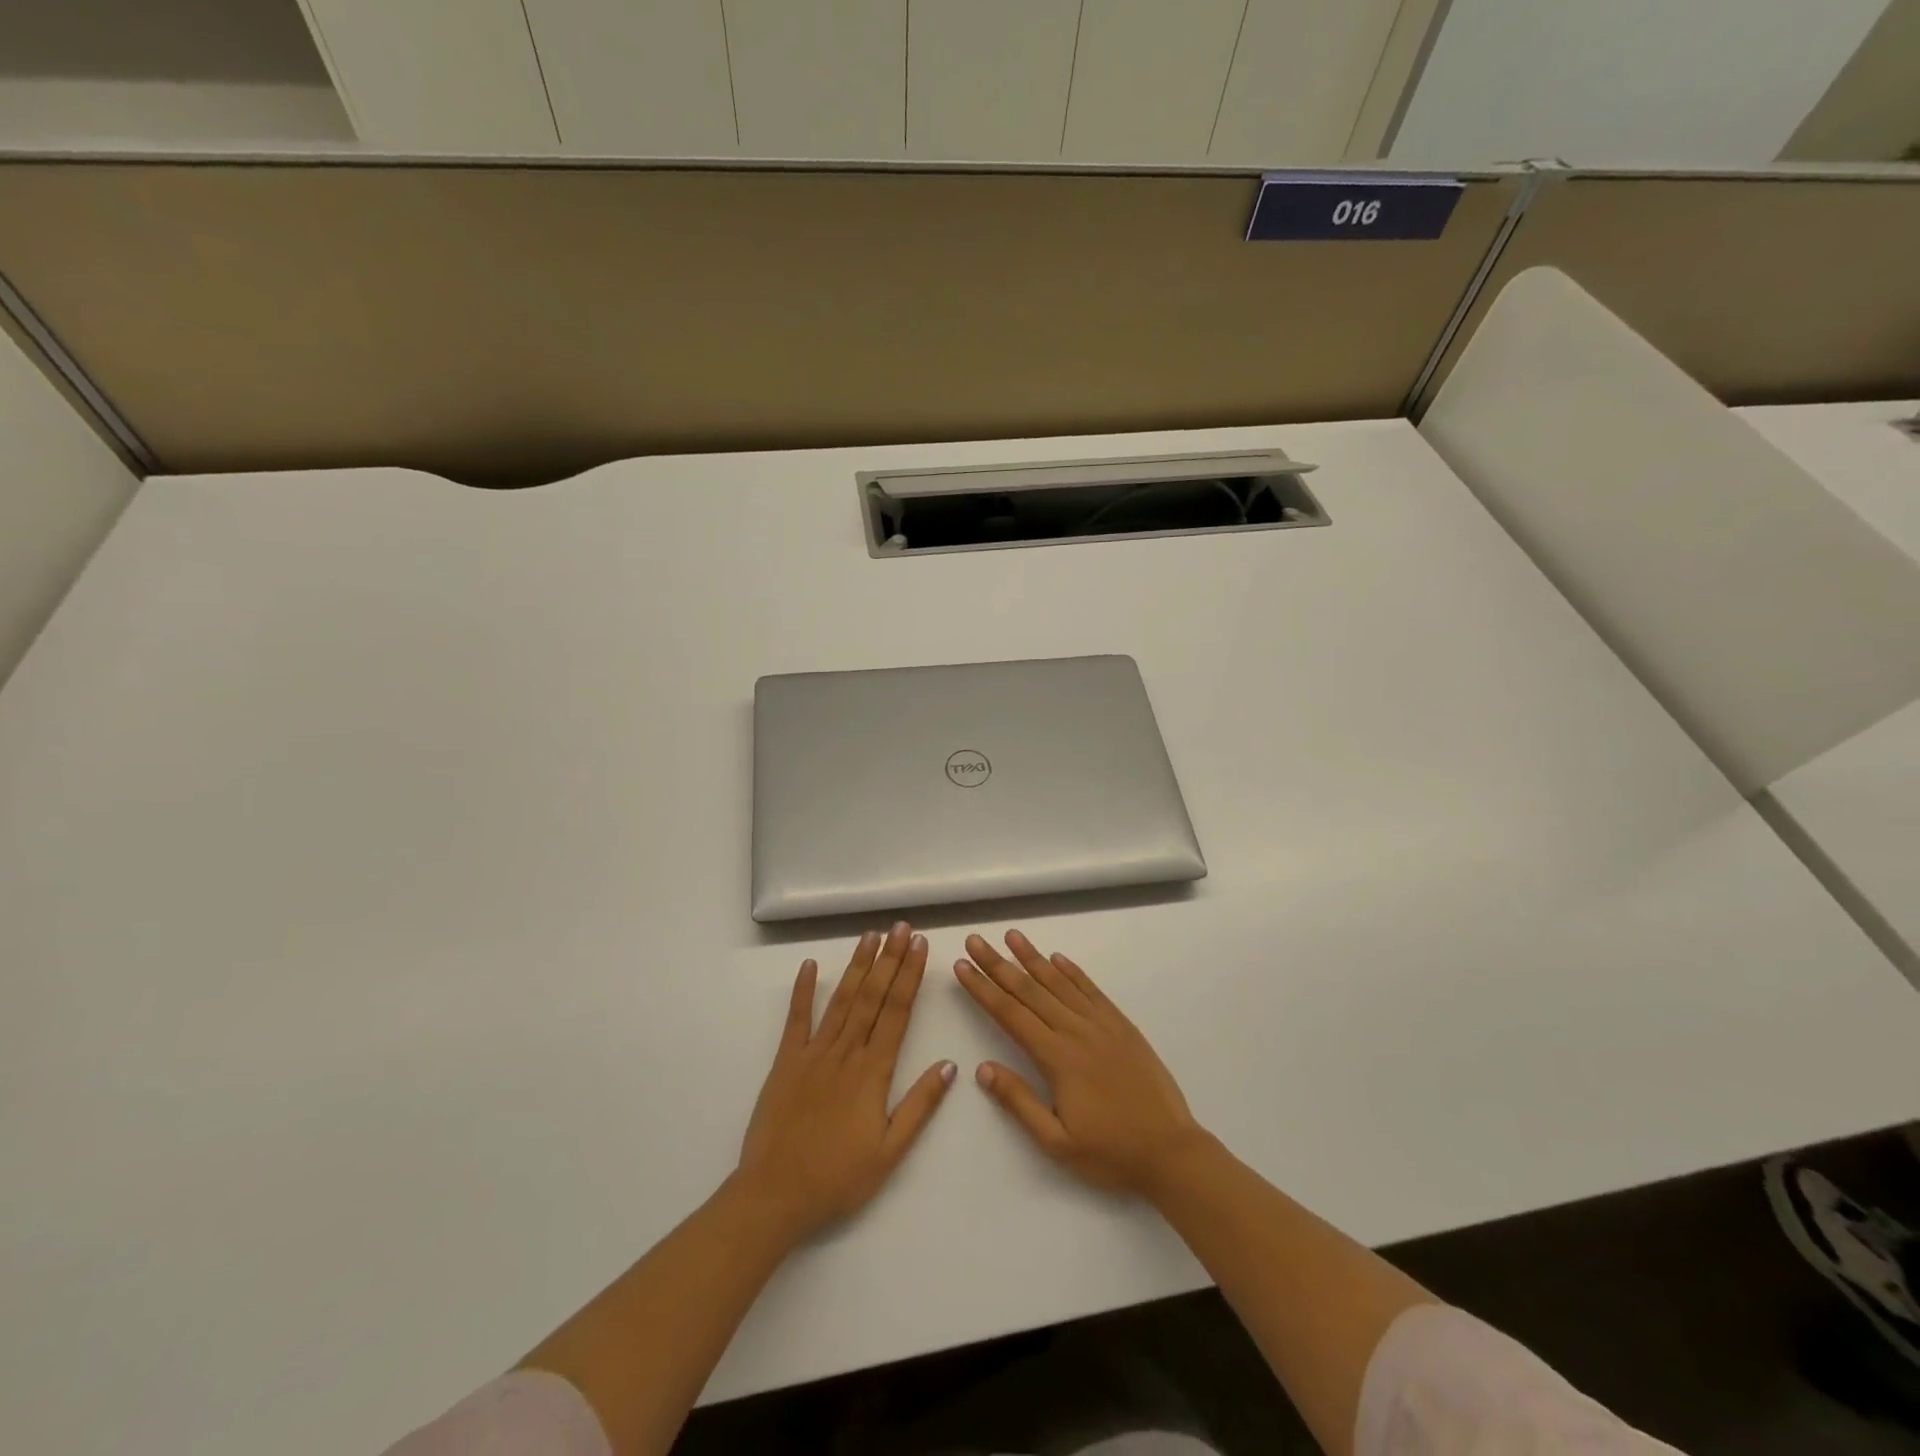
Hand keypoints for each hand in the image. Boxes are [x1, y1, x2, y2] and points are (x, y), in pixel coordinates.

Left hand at [737, 922, 955, 1242]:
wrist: (774, 1196)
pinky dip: (803, 990)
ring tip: (870, 936)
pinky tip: (809, 965)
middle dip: (889, 959)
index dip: (910, 976)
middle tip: (901, 927)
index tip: (920, 946)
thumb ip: (920, 1105)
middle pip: (872, 996)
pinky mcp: (786, 1062)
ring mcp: (813, 1053)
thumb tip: (949, 1064)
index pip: (897, 1012)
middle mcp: (846, 1052)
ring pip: (841, 1000)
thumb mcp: (890, 1152)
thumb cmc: (838, 1178)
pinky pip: (796, 1019)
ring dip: (857, 965)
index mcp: (873, 1071)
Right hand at [955, 930, 1203, 1195]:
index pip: (1009, 1014)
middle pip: (1029, 990)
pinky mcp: (1121, 1026)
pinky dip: (1072, 972)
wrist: (1171, 1152)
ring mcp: (1101, 1025)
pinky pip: (1091, 990)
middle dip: (998, 964)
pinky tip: (1057, 958)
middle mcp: (1076, 1031)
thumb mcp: (1056, 1142)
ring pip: (1059, 983)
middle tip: (975, 940)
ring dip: (1033, 957)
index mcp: (1056, 1058)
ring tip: (1012, 936)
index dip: (983, 989)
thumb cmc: (1110, 1153)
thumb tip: (983, 1068)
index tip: (962, 967)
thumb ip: (1018, 1102)